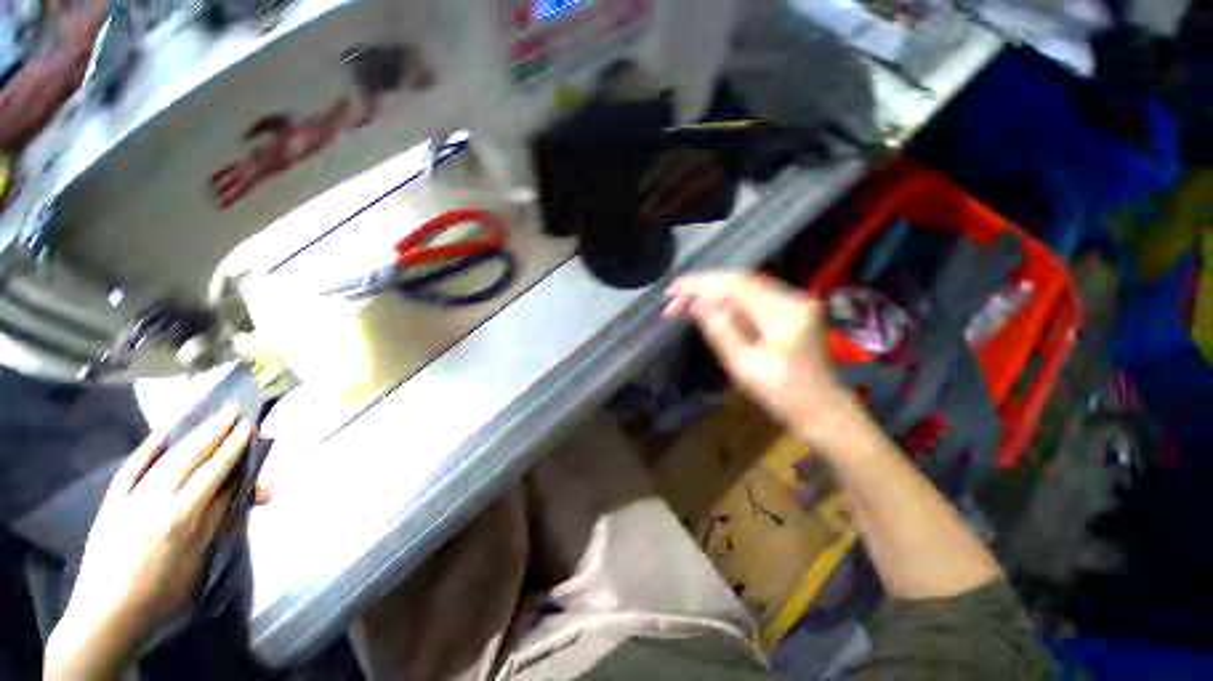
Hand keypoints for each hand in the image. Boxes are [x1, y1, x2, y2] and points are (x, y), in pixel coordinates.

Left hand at [45, 409, 256, 679]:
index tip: (248, 427)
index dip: (231, 448)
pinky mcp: (111, 501)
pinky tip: (159, 436)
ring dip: (188, 435)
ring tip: (206, 418)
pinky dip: (147, 450)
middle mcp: (154, 500)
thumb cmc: (162, 593)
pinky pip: (131, 469)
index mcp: (180, 517)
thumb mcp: (197, 561)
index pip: (213, 472)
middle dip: (212, 432)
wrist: (107, 613)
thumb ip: (214, 521)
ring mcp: (129, 498)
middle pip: (188, 457)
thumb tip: (234, 489)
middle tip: (231, 410)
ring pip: (163, 458)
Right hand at [664, 273, 853, 443]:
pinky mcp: (790, 309)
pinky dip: (726, 300)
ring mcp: (794, 302)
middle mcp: (793, 298)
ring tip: (684, 302)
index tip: (672, 292)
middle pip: (740, 280)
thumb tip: (696, 304)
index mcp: (785, 314)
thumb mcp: (745, 367)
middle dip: (703, 286)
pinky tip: (708, 306)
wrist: (822, 410)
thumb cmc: (783, 396)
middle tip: (673, 299)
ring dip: (712, 291)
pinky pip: (751, 296)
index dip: (701, 284)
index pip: (736, 285)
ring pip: (744, 286)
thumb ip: (721, 331)